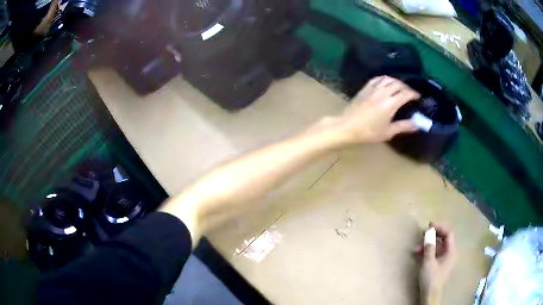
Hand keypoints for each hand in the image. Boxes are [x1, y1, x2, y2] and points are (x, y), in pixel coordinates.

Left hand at [335, 76, 420, 142]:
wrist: (347, 126)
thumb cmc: (368, 132)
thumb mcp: (388, 132)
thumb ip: (404, 126)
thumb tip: (417, 124)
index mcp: (390, 103)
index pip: (406, 93)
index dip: (414, 94)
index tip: (418, 97)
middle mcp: (383, 92)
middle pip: (399, 84)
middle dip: (407, 88)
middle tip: (411, 94)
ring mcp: (373, 88)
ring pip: (388, 79)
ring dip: (397, 82)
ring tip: (401, 88)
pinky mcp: (365, 87)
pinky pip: (378, 78)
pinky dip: (385, 79)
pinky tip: (387, 83)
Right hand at [417, 223, 456, 304]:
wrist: (430, 294)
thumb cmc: (431, 278)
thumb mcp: (429, 262)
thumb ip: (429, 247)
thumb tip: (428, 234)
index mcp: (451, 251)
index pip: (448, 234)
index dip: (440, 227)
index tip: (430, 225)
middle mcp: (449, 253)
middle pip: (443, 239)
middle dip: (432, 235)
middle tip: (422, 233)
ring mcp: (444, 259)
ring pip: (437, 246)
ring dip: (428, 244)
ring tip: (417, 245)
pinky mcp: (438, 264)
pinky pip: (434, 253)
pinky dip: (427, 251)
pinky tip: (419, 252)